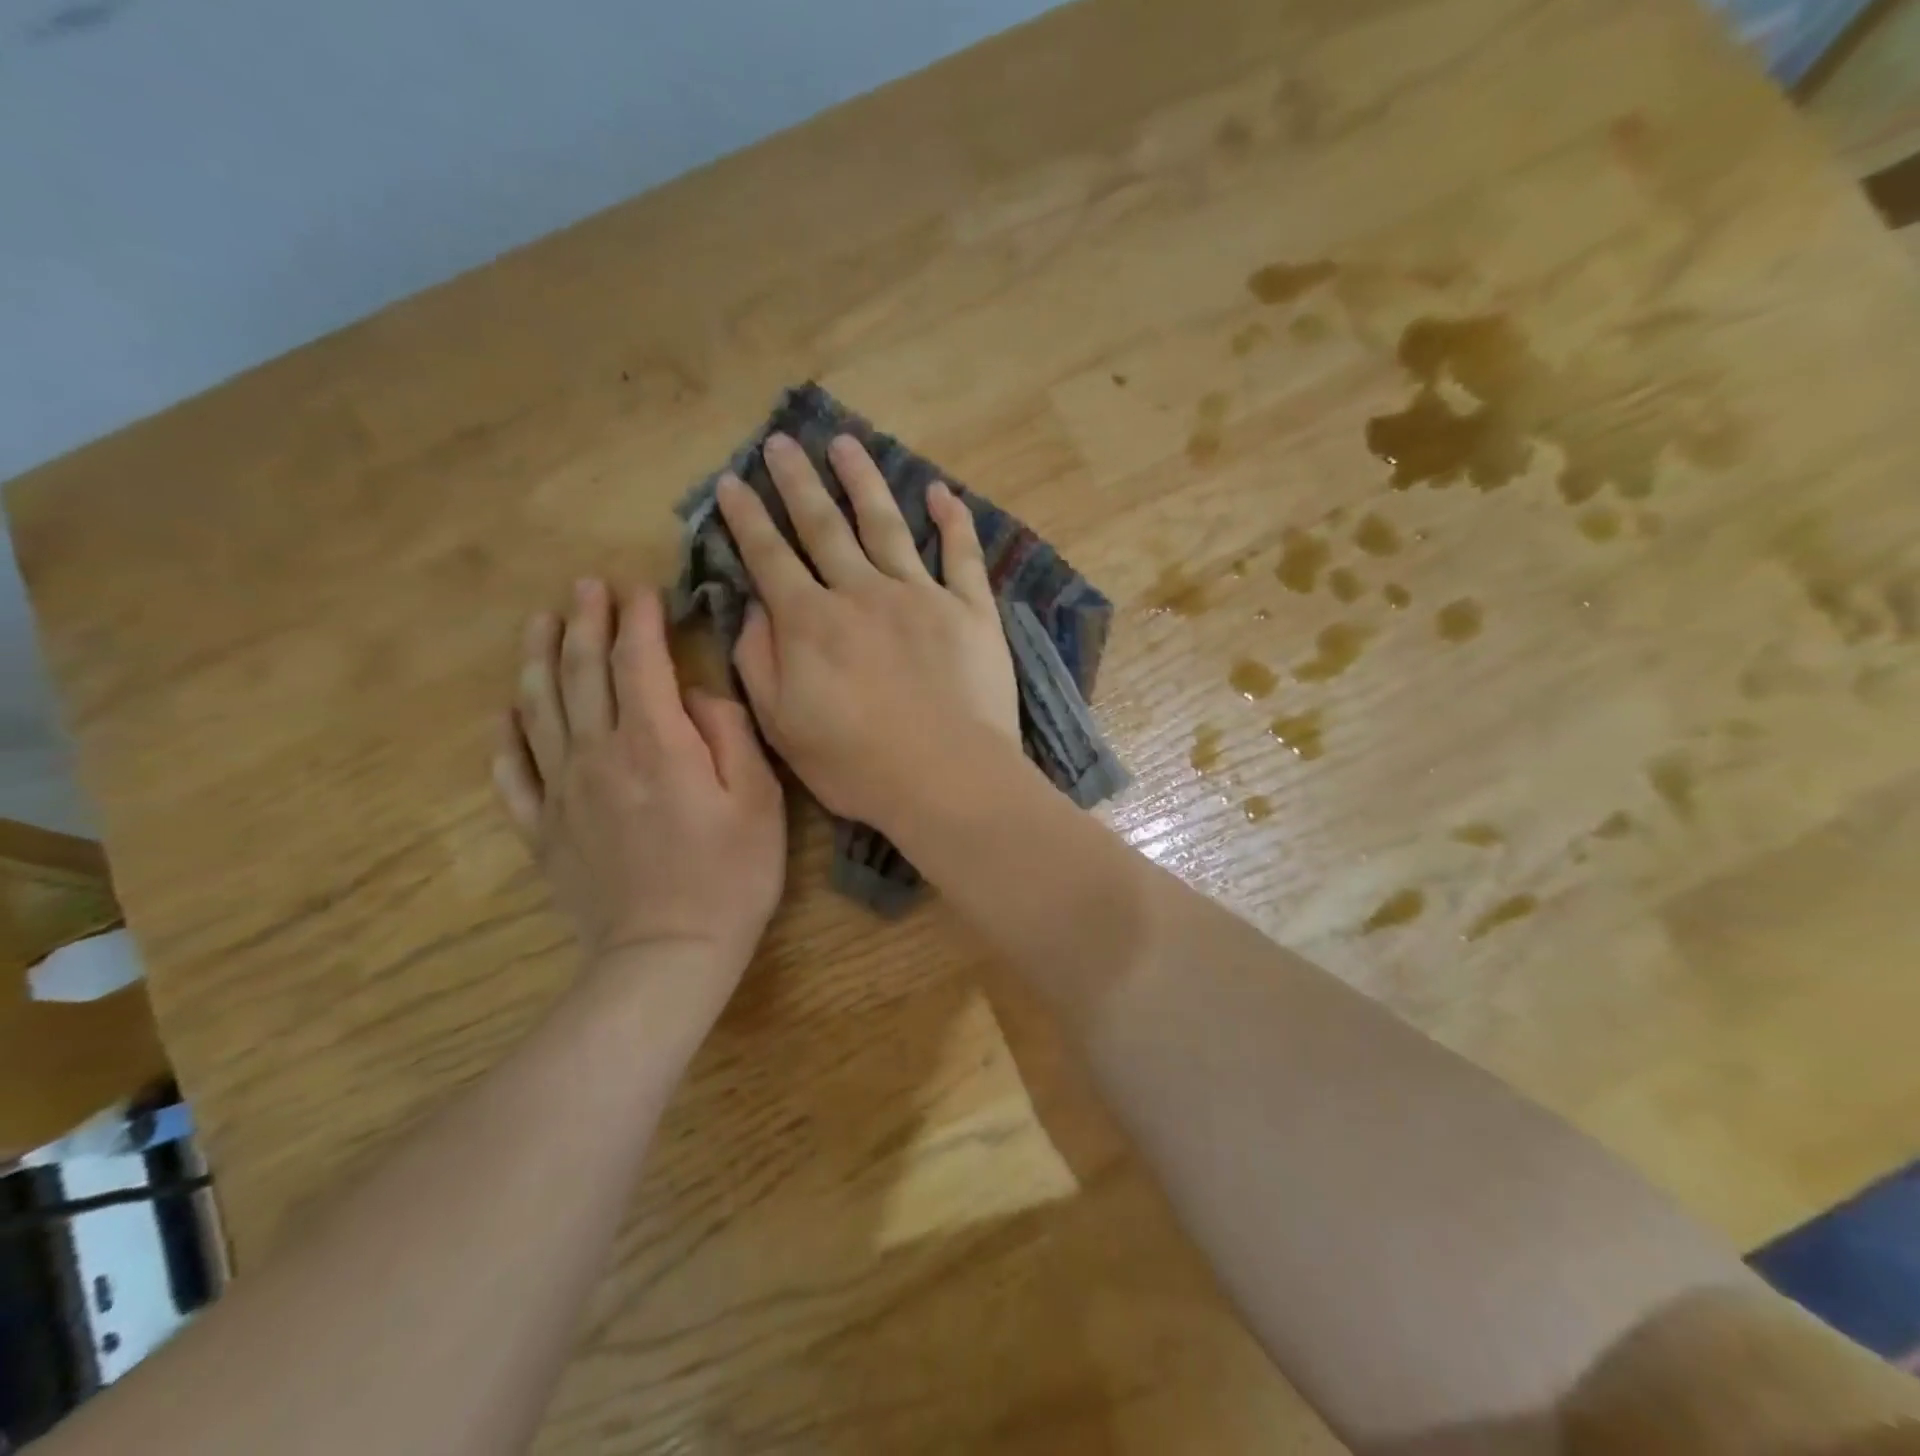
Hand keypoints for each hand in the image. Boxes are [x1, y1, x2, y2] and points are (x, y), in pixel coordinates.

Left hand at [494, 580, 785, 981]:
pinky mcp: (545, 830)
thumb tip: (694, 696)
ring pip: (539, 709)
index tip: (640, 589)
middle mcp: (598, 754)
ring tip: (538, 623)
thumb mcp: (758, 798)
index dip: (637, 618)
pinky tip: (508, 714)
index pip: (637, 660)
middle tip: (583, 586)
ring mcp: (563, 792)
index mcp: (654, 741)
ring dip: (537, 658)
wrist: (668, 954)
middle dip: (582, 621)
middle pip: (580, 672)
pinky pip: (514, 773)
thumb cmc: (730, 875)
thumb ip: (728, 733)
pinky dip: (508, 736)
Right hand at [715, 432, 1017, 830]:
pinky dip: (953, 520)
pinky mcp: (970, 610)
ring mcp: (920, 596)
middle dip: (797, 482)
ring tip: (846, 444)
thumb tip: (752, 609)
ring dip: (864, 481)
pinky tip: (941, 492)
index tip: (732, 483)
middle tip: (781, 442)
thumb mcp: (784, 726)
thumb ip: (760, 662)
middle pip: (823, 526)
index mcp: (812, 623)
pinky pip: (961, 554)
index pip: (770, 557)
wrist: (948, 777)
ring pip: (886, 524)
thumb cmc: (859, 765)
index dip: (747, 519)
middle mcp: (862, 593)